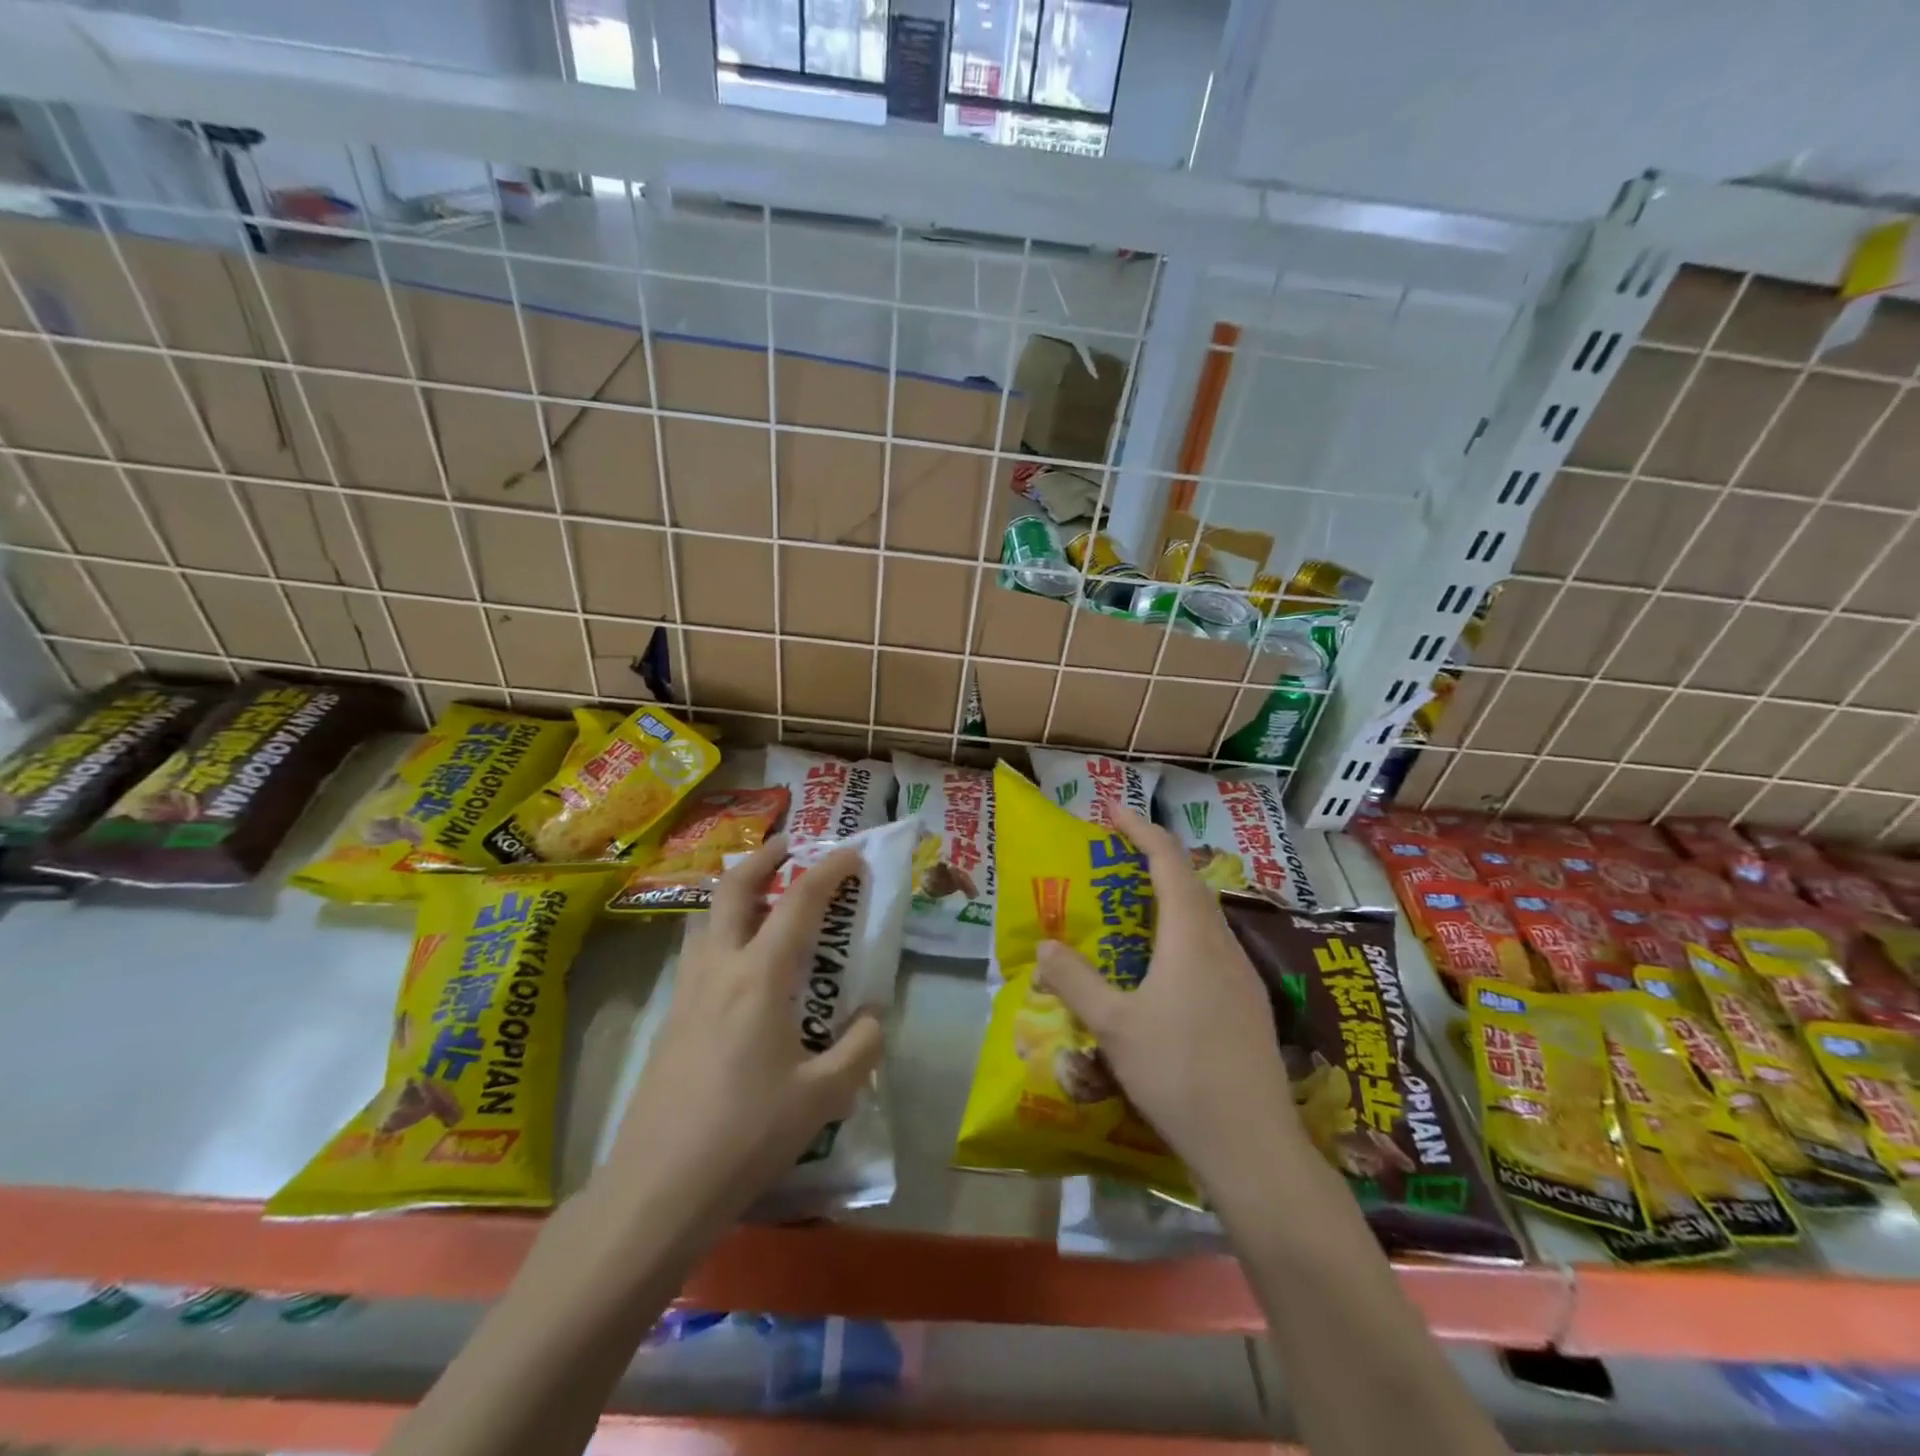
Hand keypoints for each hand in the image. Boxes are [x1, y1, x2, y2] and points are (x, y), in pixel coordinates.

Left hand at [598, 835, 884, 1241]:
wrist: (657, 1188)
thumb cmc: (746, 1136)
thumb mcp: (823, 1097)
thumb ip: (859, 1048)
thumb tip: (871, 1017)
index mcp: (760, 978)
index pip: (799, 903)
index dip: (829, 871)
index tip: (852, 855)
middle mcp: (719, 969)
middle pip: (732, 890)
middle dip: (763, 858)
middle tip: (789, 846)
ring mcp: (687, 992)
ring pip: (706, 918)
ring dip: (736, 893)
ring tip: (764, 899)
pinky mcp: (671, 1018)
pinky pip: (698, 953)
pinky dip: (723, 933)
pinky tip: (742, 968)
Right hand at [1035, 806, 1303, 1199]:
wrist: (1253, 1145)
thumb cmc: (1178, 1073)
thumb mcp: (1113, 1025)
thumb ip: (1075, 980)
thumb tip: (1046, 944)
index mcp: (1191, 936)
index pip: (1168, 862)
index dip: (1141, 830)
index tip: (1113, 812)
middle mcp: (1222, 944)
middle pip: (1191, 883)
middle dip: (1154, 860)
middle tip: (1116, 857)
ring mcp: (1243, 975)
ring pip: (1205, 917)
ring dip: (1171, 898)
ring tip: (1134, 906)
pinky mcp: (1250, 1004)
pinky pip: (1213, 947)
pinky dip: (1184, 933)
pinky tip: (1164, 967)